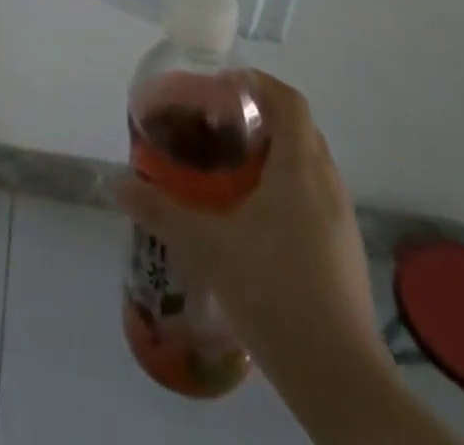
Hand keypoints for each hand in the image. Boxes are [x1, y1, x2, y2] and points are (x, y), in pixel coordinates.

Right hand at [116, 72, 387, 397]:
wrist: (340, 380)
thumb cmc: (274, 291)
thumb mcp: (207, 247)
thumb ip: (161, 211)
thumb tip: (119, 186)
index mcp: (300, 168)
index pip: (289, 100)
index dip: (258, 83)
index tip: (222, 87)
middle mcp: (327, 184)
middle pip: (299, 128)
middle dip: (260, 116)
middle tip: (218, 124)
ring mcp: (341, 220)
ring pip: (308, 164)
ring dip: (274, 153)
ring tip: (231, 168)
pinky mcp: (344, 251)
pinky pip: (315, 196)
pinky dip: (286, 187)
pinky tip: (255, 218)